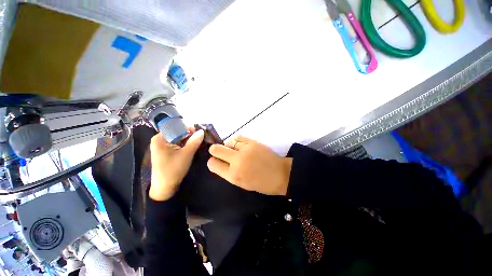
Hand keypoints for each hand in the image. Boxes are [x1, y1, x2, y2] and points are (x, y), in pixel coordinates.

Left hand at [149, 129, 204, 200]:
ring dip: (188, 139)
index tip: (198, 131)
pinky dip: (185, 144)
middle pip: (177, 131)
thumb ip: (194, 141)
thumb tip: (202, 131)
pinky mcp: (167, 151)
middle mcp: (160, 140)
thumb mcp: (186, 154)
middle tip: (200, 136)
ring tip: (199, 140)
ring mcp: (163, 146)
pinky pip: (177, 143)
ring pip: (178, 138)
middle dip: (189, 133)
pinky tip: (193, 145)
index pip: (175, 126)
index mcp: (160, 138)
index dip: (187, 127)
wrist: (165, 188)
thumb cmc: (173, 170)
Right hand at [207, 136, 291, 195]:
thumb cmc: (261, 183)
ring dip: (228, 146)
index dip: (212, 162)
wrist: (280, 174)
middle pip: (216, 149)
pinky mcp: (252, 142)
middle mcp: (236, 161)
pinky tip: (239, 145)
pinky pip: (238, 137)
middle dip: (215, 151)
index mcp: (233, 175)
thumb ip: (228, 172)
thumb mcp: (241, 183)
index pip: (213, 164)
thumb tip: (219, 162)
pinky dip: (236, 141)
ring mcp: (245, 149)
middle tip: (219, 152)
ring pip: (227, 142)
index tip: (216, 161)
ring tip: (234, 150)